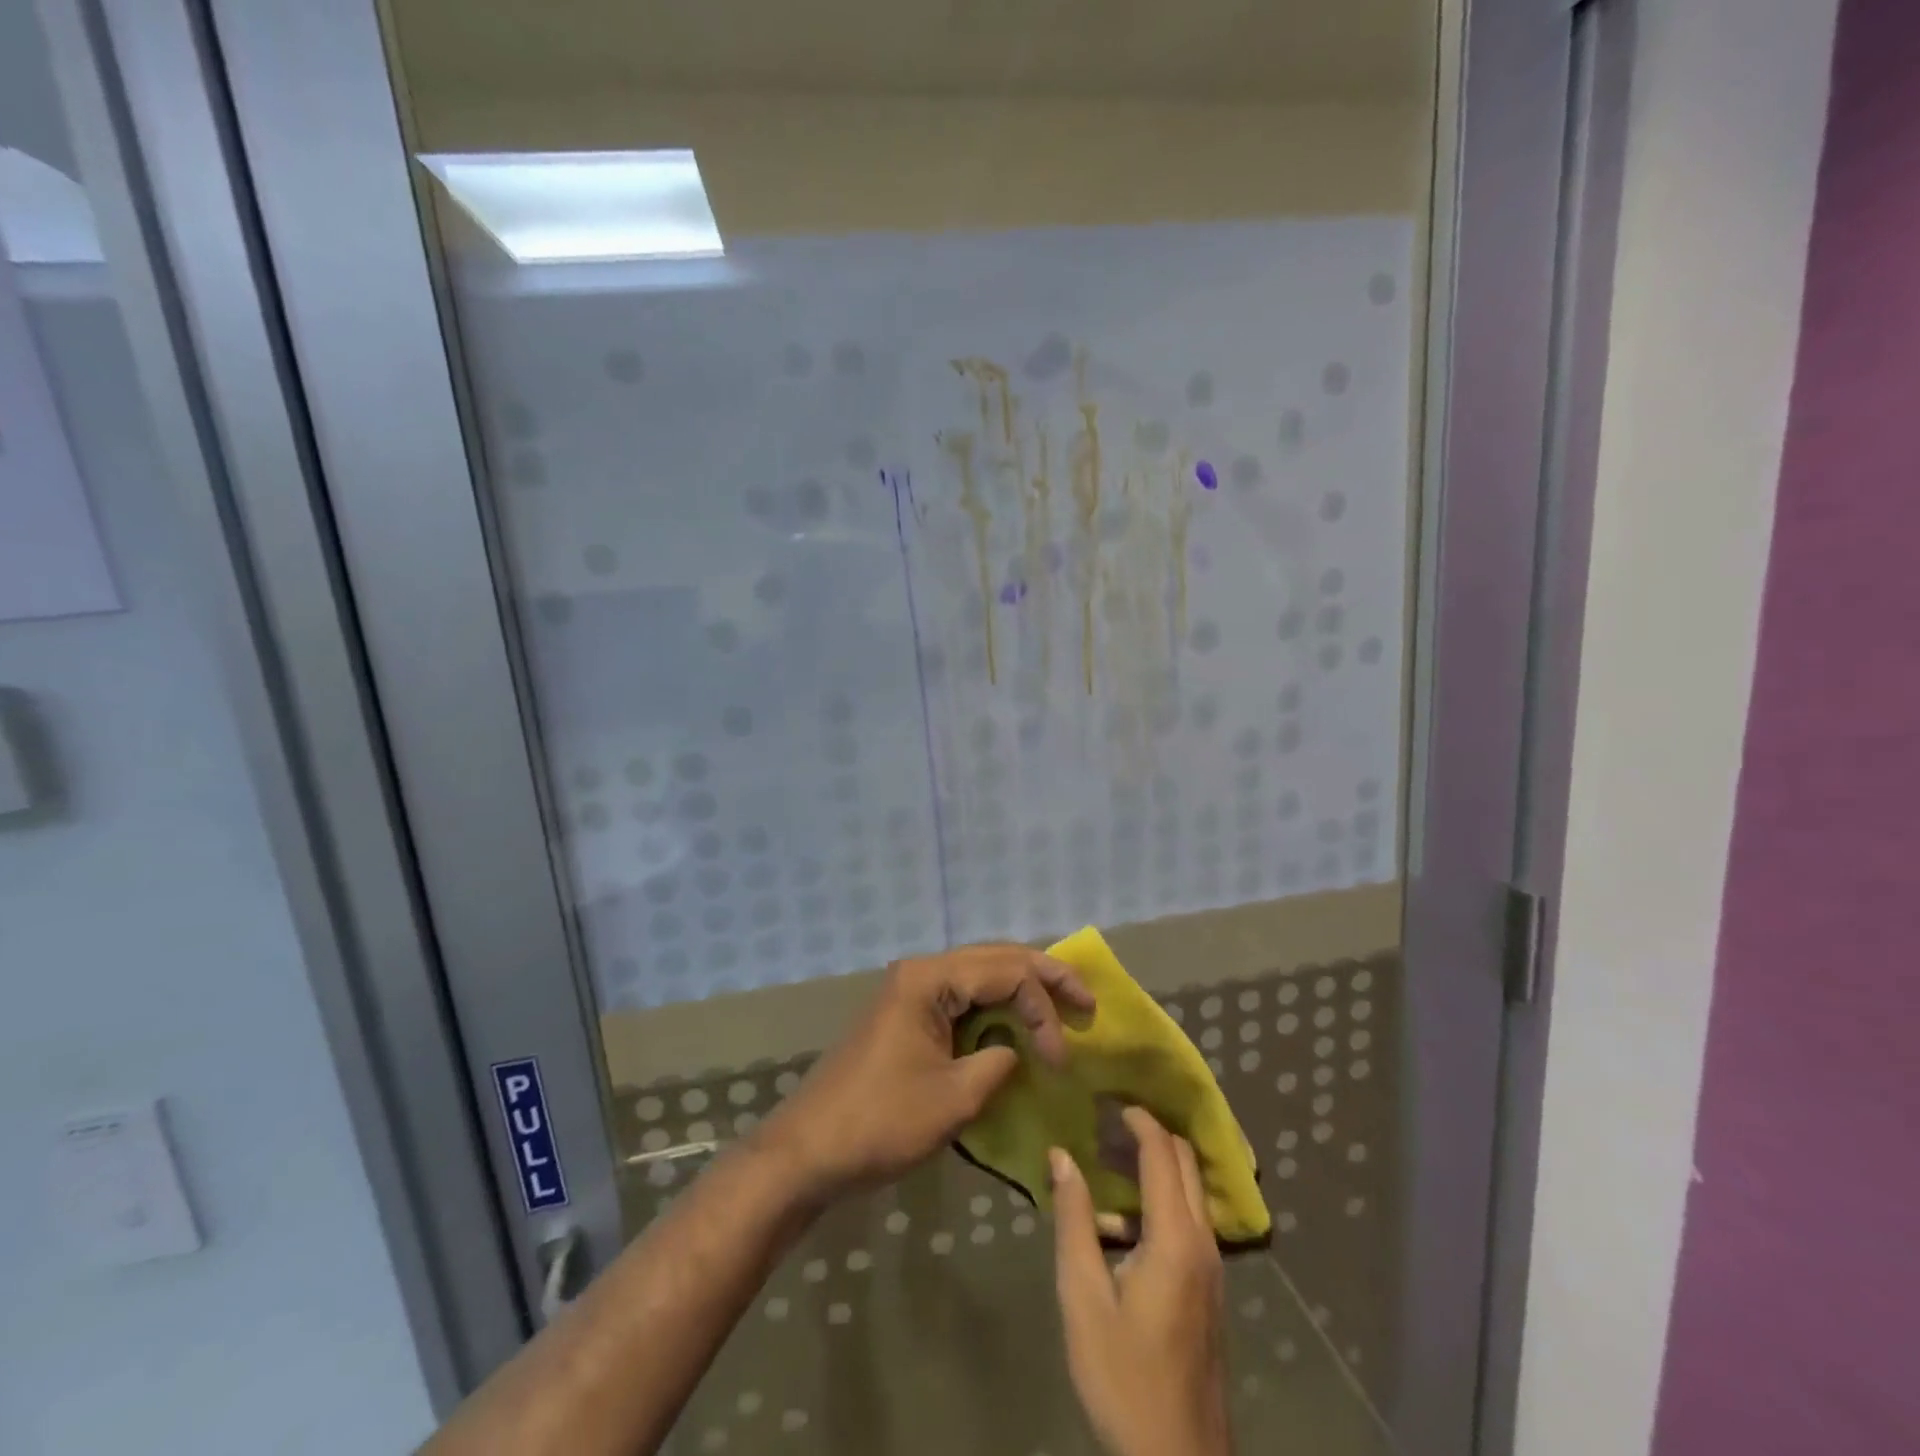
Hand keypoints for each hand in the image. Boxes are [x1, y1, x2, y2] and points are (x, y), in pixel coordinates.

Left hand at [758, 942, 1093, 1202]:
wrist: (809, 1151)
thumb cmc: (880, 1123)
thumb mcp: (953, 1099)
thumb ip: (998, 1064)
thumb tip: (1017, 1051)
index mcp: (929, 979)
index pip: (1006, 972)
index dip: (1045, 1008)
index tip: (1062, 1060)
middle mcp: (920, 972)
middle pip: (995, 959)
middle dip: (1043, 977)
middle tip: (1086, 1001)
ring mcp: (910, 991)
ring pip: (979, 975)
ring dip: (1020, 990)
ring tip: (1061, 1008)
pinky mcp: (907, 1015)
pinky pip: (961, 998)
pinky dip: (994, 1008)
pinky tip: (1016, 1023)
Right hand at [1051, 1110, 1231, 1455]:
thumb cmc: (1123, 1377)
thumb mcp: (1083, 1297)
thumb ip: (1074, 1220)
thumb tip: (1062, 1156)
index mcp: (1175, 1238)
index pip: (1162, 1153)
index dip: (1137, 1119)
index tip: (1105, 1099)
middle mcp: (1203, 1242)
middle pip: (1185, 1162)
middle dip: (1150, 1134)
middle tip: (1105, 1124)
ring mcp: (1213, 1268)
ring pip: (1191, 1191)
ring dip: (1156, 1166)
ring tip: (1107, 1165)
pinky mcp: (1211, 1289)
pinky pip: (1191, 1219)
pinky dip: (1163, 1198)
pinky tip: (1124, 1221)